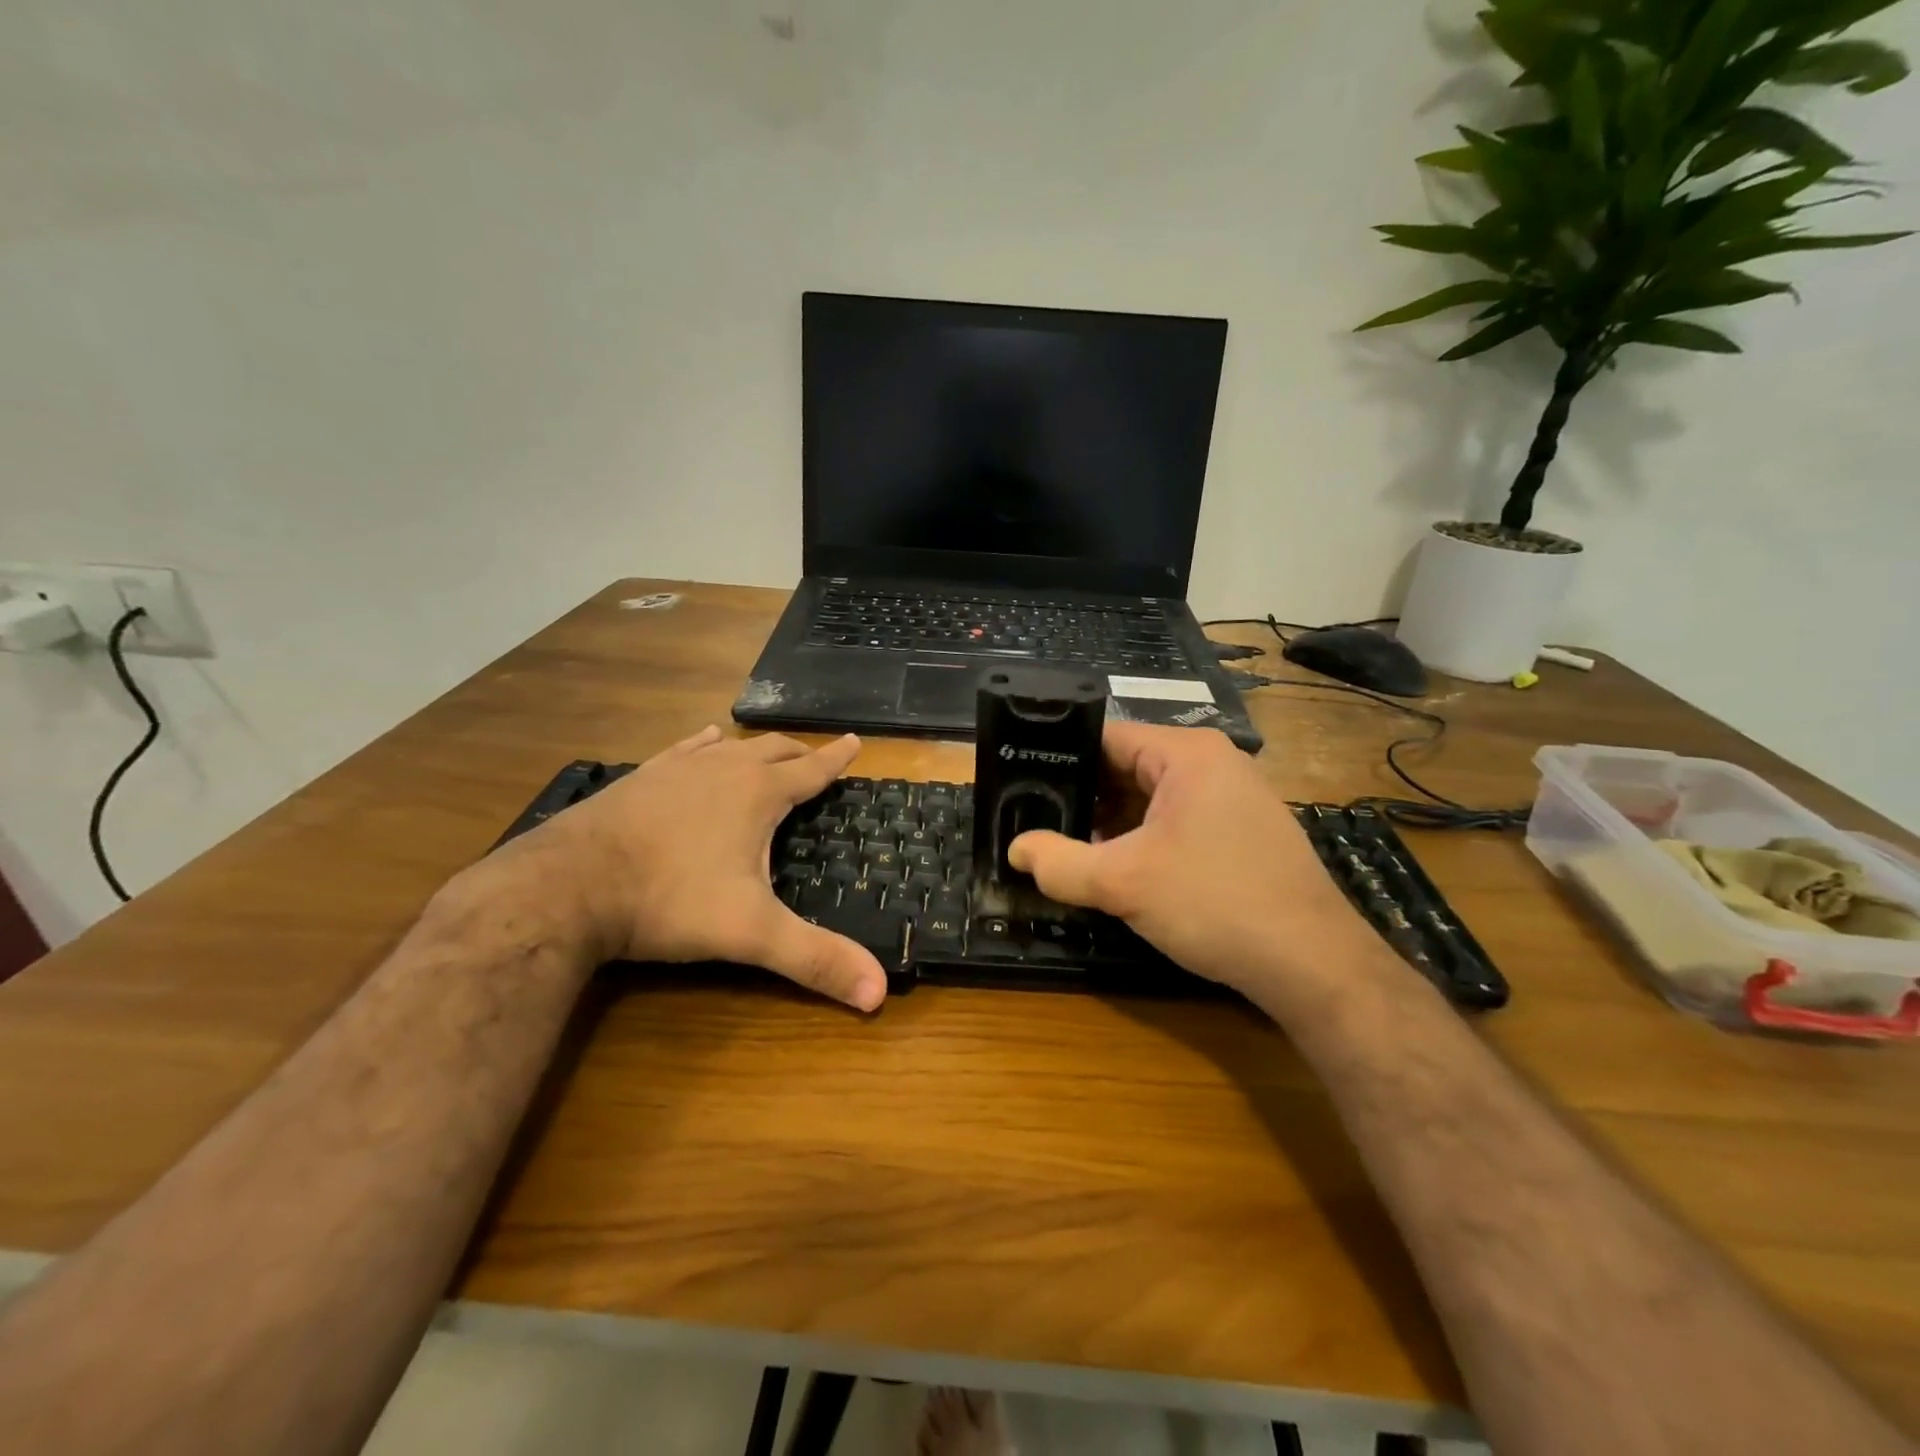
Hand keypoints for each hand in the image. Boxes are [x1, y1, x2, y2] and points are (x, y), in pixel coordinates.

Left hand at [502, 727, 886, 1011]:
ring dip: (755, 749)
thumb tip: (877, 994)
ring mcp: (677, 769)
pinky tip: (704, 742)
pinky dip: (704, 744)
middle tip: (815, 758)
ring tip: (766, 752)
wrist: (567, 886)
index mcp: (758, 794)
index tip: (855, 742)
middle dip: (800, 753)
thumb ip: (815, 959)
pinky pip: (684, 749)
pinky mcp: (640, 778)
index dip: (836, 759)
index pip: (811, 770)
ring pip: (730, 747)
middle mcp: (723, 770)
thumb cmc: (670, 901)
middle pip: (773, 750)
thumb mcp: (751, 934)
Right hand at [1008, 722, 1381, 1000]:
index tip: (1020, 783)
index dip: (1058, 758)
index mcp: (1187, 753)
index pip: (1105, 737)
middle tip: (1037, 823)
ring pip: (1150, 799)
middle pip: (1126, 767)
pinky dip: (1143, 840)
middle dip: (1083, 798)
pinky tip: (1118, 869)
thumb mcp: (1124, 883)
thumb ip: (1060, 863)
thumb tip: (1015, 851)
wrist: (1312, 964)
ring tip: (1067, 848)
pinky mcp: (1241, 831)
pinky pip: (1176, 821)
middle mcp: (1213, 763)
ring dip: (1111, 824)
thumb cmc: (1215, 903)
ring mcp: (1233, 797)